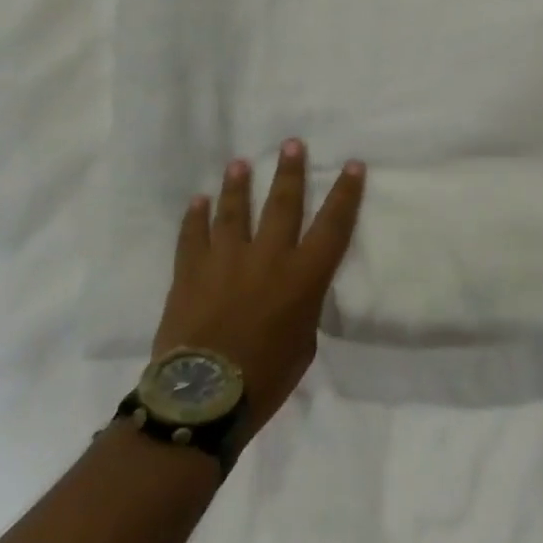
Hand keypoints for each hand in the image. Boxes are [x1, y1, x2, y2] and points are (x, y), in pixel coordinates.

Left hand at [152, 140, 365, 445]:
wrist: (201, 399)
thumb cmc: (265, 378)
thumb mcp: (304, 343)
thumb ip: (303, 307)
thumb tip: (293, 292)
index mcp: (303, 276)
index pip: (333, 224)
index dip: (345, 193)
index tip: (352, 165)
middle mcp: (268, 257)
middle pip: (283, 204)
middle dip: (290, 172)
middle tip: (292, 144)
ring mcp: (226, 260)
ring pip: (234, 211)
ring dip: (238, 185)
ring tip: (240, 163)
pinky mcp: (190, 272)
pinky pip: (192, 236)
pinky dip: (195, 218)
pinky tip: (198, 201)